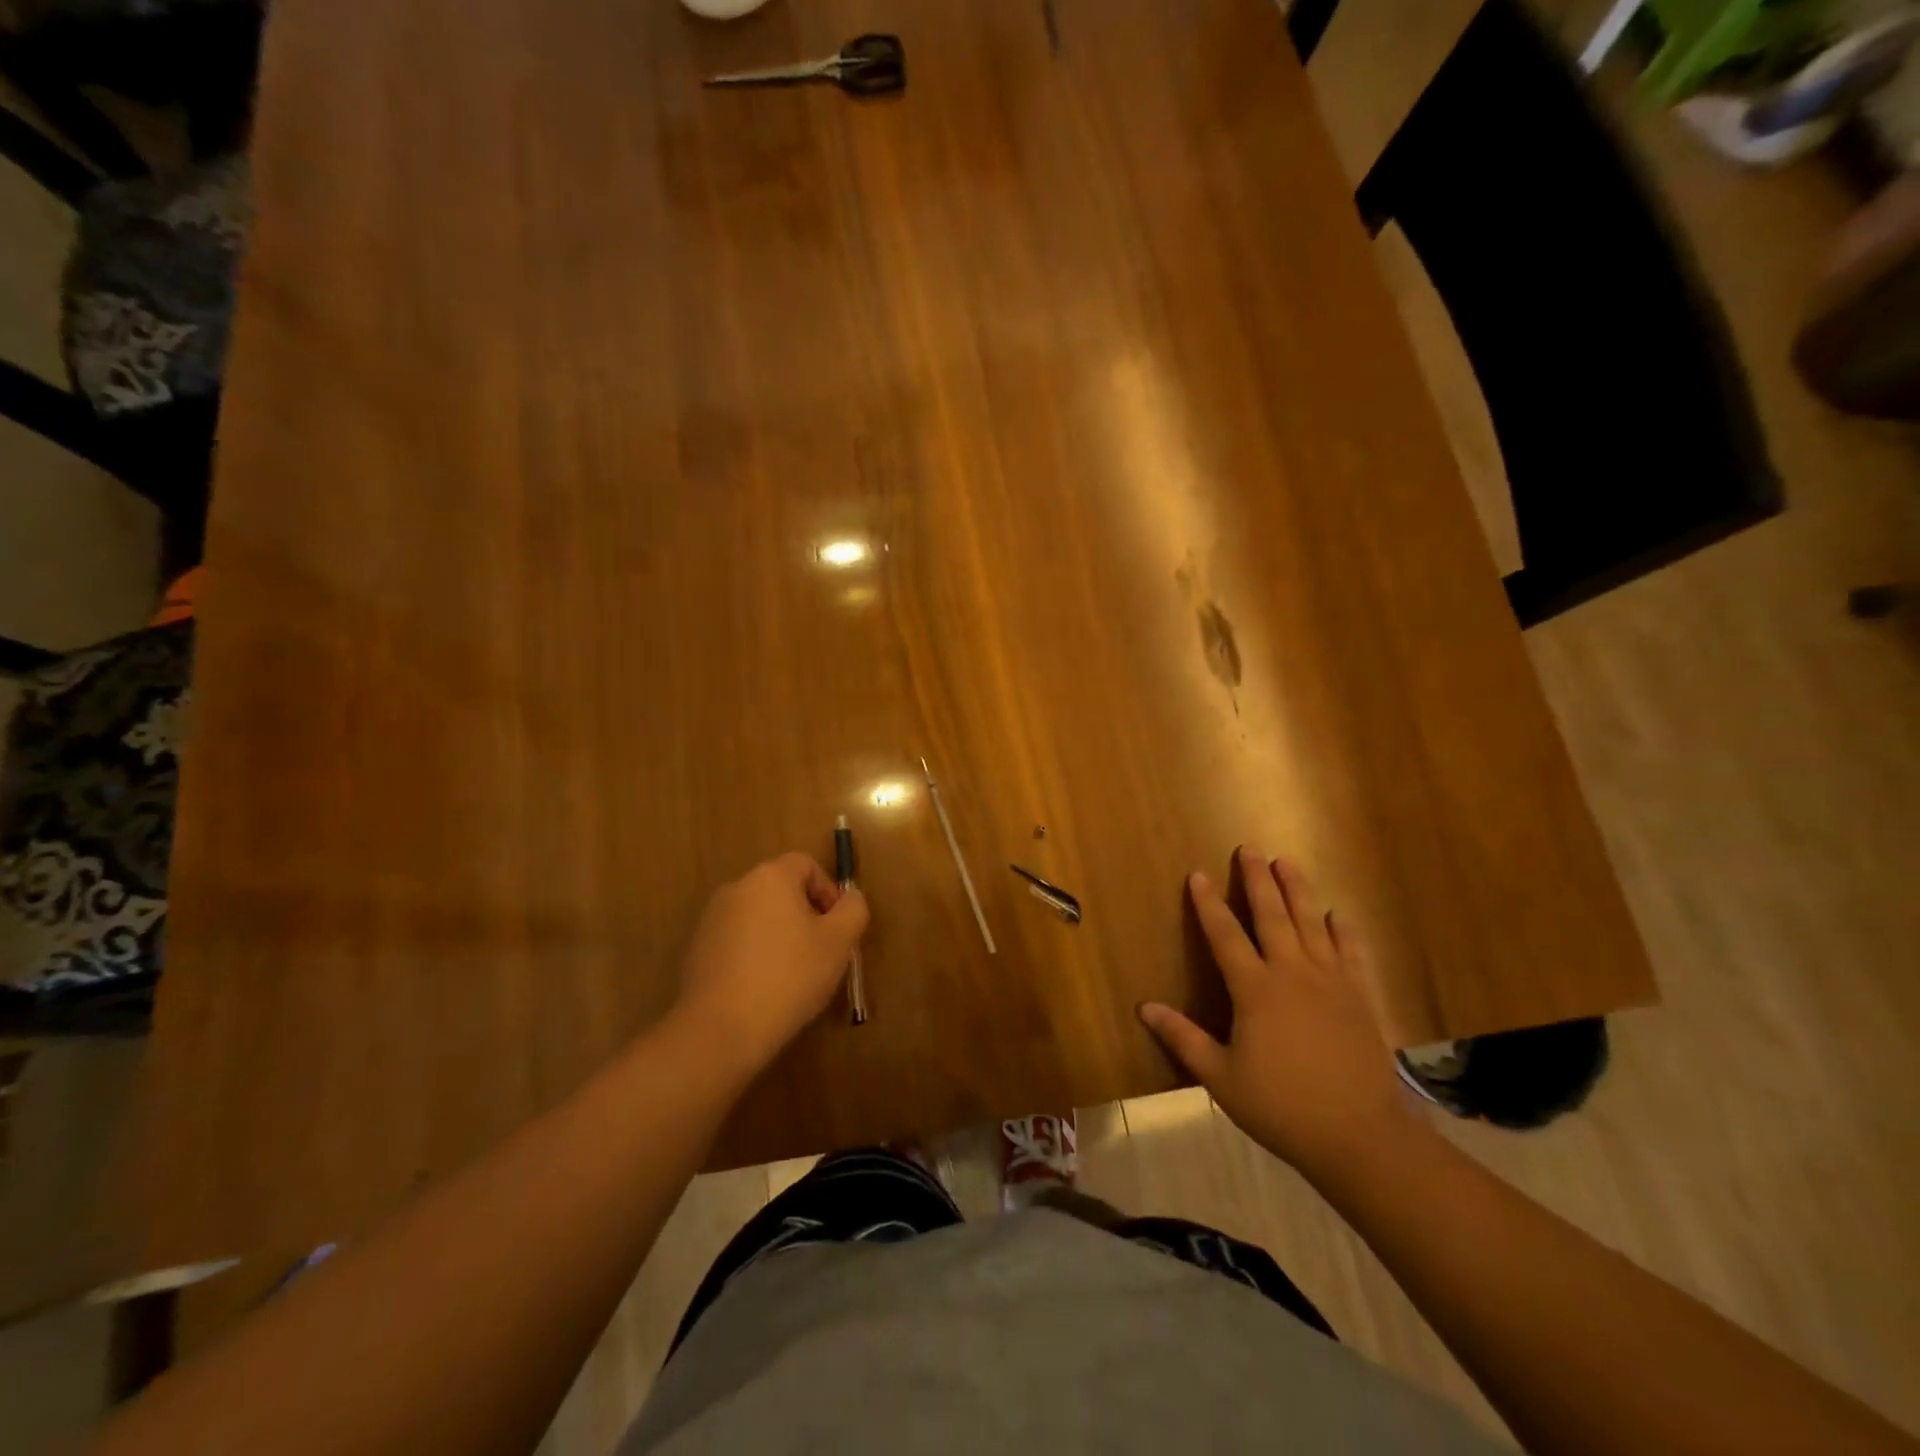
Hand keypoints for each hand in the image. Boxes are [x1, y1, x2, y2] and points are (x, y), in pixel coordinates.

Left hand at [671, 852, 868, 1075]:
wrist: (720, 1030)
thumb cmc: (789, 977)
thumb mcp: (839, 942)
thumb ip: (853, 910)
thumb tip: (849, 899)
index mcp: (770, 877)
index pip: (806, 865)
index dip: (828, 891)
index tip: (836, 928)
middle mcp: (737, 888)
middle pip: (781, 889)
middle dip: (805, 915)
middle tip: (820, 953)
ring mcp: (712, 918)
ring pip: (759, 916)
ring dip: (780, 935)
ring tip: (792, 975)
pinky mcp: (698, 949)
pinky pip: (738, 940)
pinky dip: (755, 954)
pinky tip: (763, 988)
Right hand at [1139, 848, 1424, 1186]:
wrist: (1360, 1135)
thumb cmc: (1282, 1106)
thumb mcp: (1221, 1077)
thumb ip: (1183, 1038)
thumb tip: (1144, 1007)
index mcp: (1255, 990)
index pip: (1225, 935)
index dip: (1208, 904)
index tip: (1198, 874)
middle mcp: (1292, 973)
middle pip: (1271, 916)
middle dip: (1258, 880)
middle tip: (1250, 848)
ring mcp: (1331, 982)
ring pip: (1311, 923)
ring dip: (1298, 890)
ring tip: (1287, 862)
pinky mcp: (1360, 997)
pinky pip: (1350, 952)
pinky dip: (1343, 930)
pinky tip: (1338, 914)